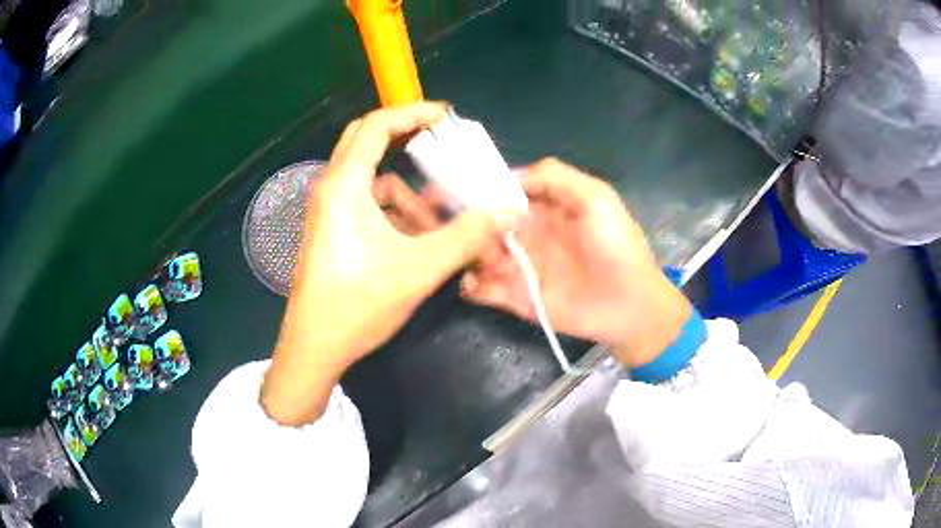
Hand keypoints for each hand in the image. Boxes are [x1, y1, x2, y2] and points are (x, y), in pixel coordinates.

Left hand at [261, 103, 505, 425]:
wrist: (314, 346)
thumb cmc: (358, 304)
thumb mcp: (419, 269)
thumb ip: (467, 236)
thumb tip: (506, 210)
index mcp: (345, 185)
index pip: (377, 125)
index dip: (414, 112)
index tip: (448, 118)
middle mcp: (332, 188)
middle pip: (368, 142)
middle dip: (407, 140)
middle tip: (442, 144)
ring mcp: (329, 211)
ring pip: (374, 181)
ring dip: (408, 193)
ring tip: (442, 219)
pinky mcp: (333, 230)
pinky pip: (369, 206)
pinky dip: (396, 214)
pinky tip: (419, 240)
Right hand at [461, 158, 691, 368]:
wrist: (630, 305)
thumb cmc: (616, 247)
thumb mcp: (596, 197)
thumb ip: (555, 176)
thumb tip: (508, 177)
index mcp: (544, 207)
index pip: (502, 191)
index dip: (479, 187)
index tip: (454, 186)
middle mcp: (527, 233)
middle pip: (484, 222)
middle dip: (468, 222)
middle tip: (462, 228)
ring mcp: (519, 266)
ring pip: (479, 253)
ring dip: (472, 253)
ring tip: (486, 259)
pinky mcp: (516, 297)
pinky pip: (483, 289)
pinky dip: (471, 285)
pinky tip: (475, 281)